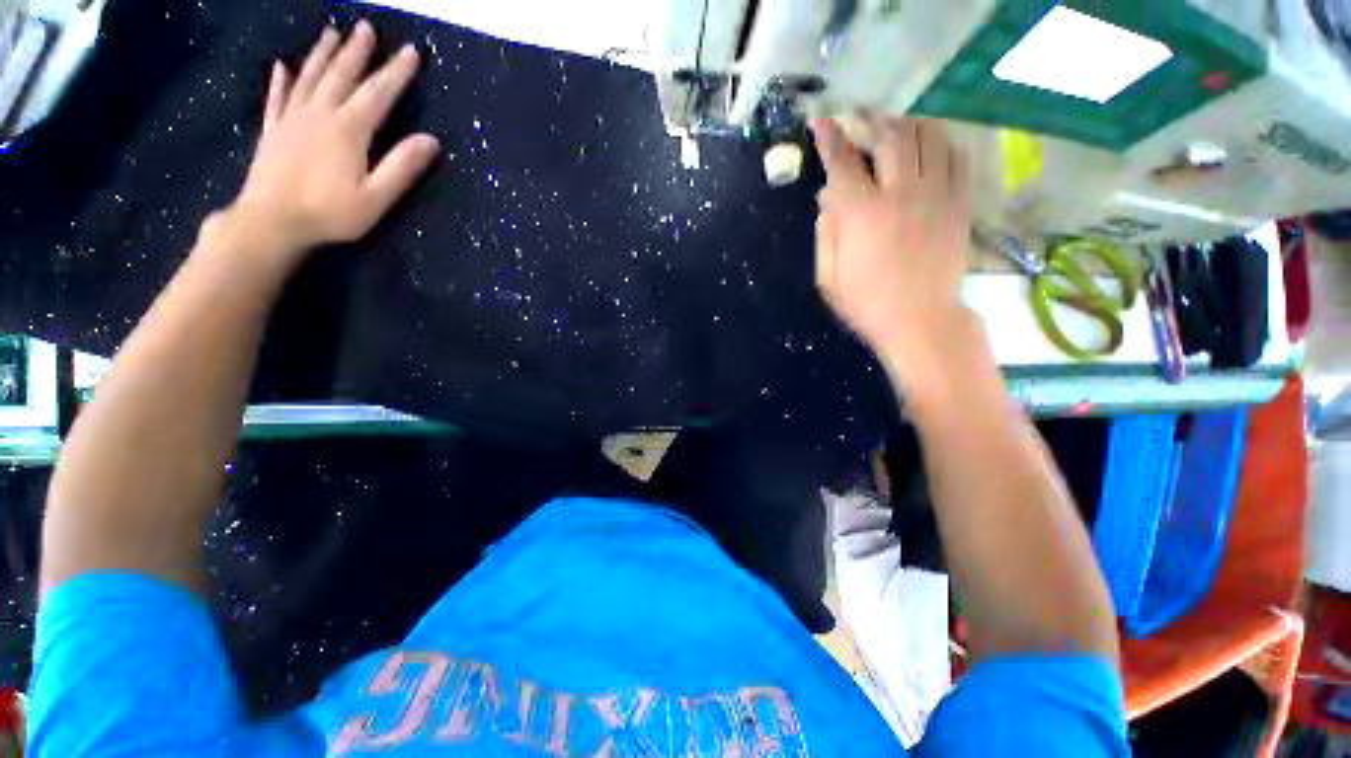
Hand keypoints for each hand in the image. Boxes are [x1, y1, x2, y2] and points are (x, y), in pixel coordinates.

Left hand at [221, 22, 439, 263]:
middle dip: (356, 52)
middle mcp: (319, 114)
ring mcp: (292, 120)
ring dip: (323, 55)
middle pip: (341, 76)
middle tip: (366, 28)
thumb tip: (431, 140)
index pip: (378, 94)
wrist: (271, 221)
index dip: (396, 73)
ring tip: (331, 33)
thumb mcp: (376, 197)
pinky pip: (277, 98)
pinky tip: (282, 66)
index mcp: (348, 130)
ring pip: (309, 78)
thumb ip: (402, 167)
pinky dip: (281, 80)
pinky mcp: (273, 131)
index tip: (411, 52)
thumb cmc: (330, 213)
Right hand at [811, 114, 976, 392]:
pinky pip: (955, 157)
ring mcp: (936, 195)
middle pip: (889, 136)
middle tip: (860, 114)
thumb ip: (826, 233)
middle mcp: (900, 193)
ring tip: (893, 126)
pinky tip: (928, 147)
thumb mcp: (828, 276)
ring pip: (926, 137)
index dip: (829, 137)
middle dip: (871, 118)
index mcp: (862, 214)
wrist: (921, 320)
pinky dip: (940, 143)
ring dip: (906, 124)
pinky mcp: (960, 203)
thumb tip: (827, 197)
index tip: (820, 121)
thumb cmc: (866, 304)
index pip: (842, 161)